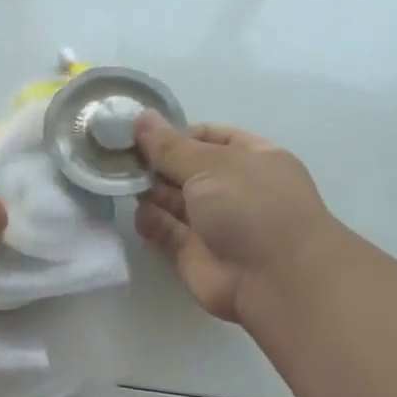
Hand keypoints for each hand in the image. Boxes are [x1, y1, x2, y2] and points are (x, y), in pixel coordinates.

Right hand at [132, 113, 334, 322]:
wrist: (276, 279)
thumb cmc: (251, 206)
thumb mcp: (209, 164)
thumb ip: (169, 145)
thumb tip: (141, 117)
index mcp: (251, 159)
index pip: (211, 137)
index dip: (178, 134)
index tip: (144, 134)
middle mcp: (233, 189)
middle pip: (186, 170)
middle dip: (156, 163)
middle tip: (120, 157)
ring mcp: (214, 224)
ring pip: (173, 202)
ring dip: (150, 192)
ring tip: (123, 183)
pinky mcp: (194, 254)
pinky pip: (166, 233)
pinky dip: (151, 223)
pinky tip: (141, 216)